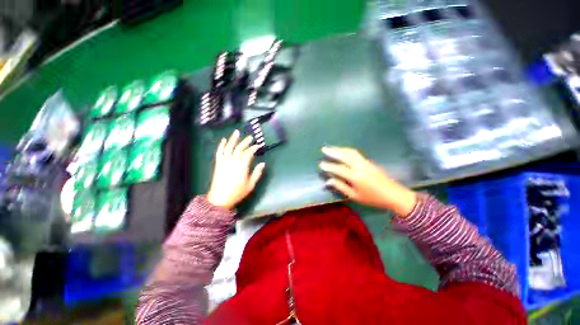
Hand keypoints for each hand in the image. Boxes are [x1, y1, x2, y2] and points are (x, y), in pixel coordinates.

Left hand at [207, 130, 265, 209]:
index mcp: (242, 166)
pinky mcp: (218, 163)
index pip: (248, 153)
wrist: (219, 199)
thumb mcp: (250, 185)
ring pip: (229, 147)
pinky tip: (224, 140)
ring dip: (233, 139)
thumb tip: (263, 163)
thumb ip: (257, 173)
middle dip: (246, 142)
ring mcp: (224, 161)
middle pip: (240, 148)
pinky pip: (219, 152)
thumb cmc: (237, 192)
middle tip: (251, 137)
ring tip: (237, 132)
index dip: (254, 148)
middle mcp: (233, 161)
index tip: (258, 145)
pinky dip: (221, 145)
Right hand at [319, 147, 416, 216]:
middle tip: (324, 149)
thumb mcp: (355, 196)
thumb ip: (341, 187)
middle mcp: (360, 166)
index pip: (339, 168)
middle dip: (333, 152)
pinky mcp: (369, 161)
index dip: (329, 166)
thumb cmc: (373, 198)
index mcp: (356, 177)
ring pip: (351, 152)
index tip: (321, 164)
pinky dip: (347, 150)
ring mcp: (365, 162)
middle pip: (345, 156)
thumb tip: (328, 180)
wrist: (394, 195)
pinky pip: (356, 153)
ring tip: (331, 148)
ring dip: (340, 149)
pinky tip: (343, 151)